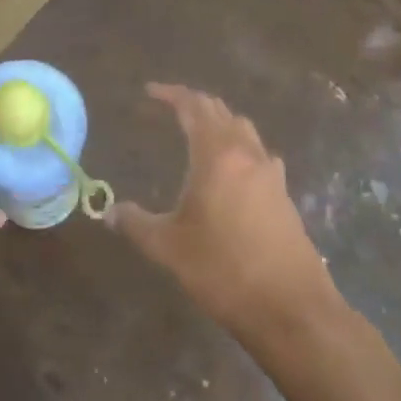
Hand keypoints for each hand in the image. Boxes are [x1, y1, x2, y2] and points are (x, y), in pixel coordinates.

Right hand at [111, 84, 337, 340]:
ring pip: (245, 131)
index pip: (194, 107)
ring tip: (199, 134)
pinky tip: (231, 173)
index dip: (171, 94)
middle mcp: (248, 155)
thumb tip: (110, 212)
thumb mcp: (168, 247)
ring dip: (221, 123)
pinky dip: (240, 148)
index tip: (150, 92)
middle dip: (196, 105)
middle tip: (172, 107)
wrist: (290, 308)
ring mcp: (271, 175)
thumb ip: (136, 223)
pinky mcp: (284, 196)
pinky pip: (259, 155)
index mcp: (217, 155)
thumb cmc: (223, 270)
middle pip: (222, 113)